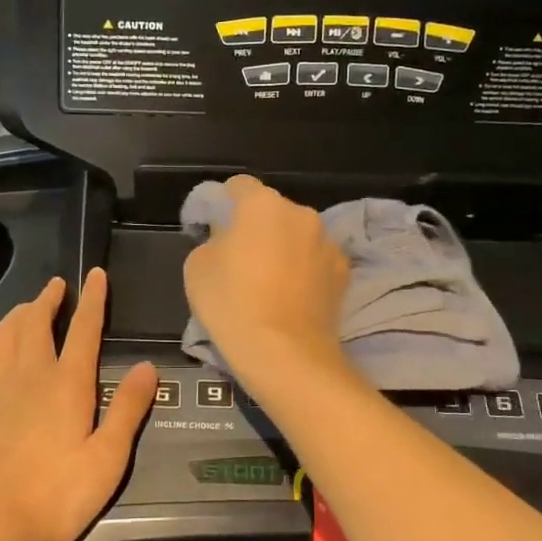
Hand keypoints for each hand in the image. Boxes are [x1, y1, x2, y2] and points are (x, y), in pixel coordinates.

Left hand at [0, 271, 154, 540]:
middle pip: (39, 323)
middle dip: (49, 299)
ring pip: (6, 335)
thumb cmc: (57, 495)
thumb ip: (128, 409)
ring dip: (18, 313)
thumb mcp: (108, 458)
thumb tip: (147, 366)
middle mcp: (32, 375)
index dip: (93, 299)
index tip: (96, 274)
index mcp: (69, 384)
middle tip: (57, 285)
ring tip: (28, 304)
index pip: (85, 329)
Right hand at [183, 175, 350, 374]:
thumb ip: (212, 239)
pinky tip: (293, 296)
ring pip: (297, 235)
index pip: (239, 187)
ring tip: (270, 282)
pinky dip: (305, 269)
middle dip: (257, 227)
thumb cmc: (232, 304)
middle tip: (241, 260)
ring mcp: (327, 241)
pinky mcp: (344, 271)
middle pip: (272, 211)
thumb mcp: (197, 266)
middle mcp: (300, 213)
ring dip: (284, 247)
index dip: (223, 205)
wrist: (284, 354)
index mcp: (261, 204)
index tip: (213, 230)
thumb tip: (227, 239)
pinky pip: (316, 260)